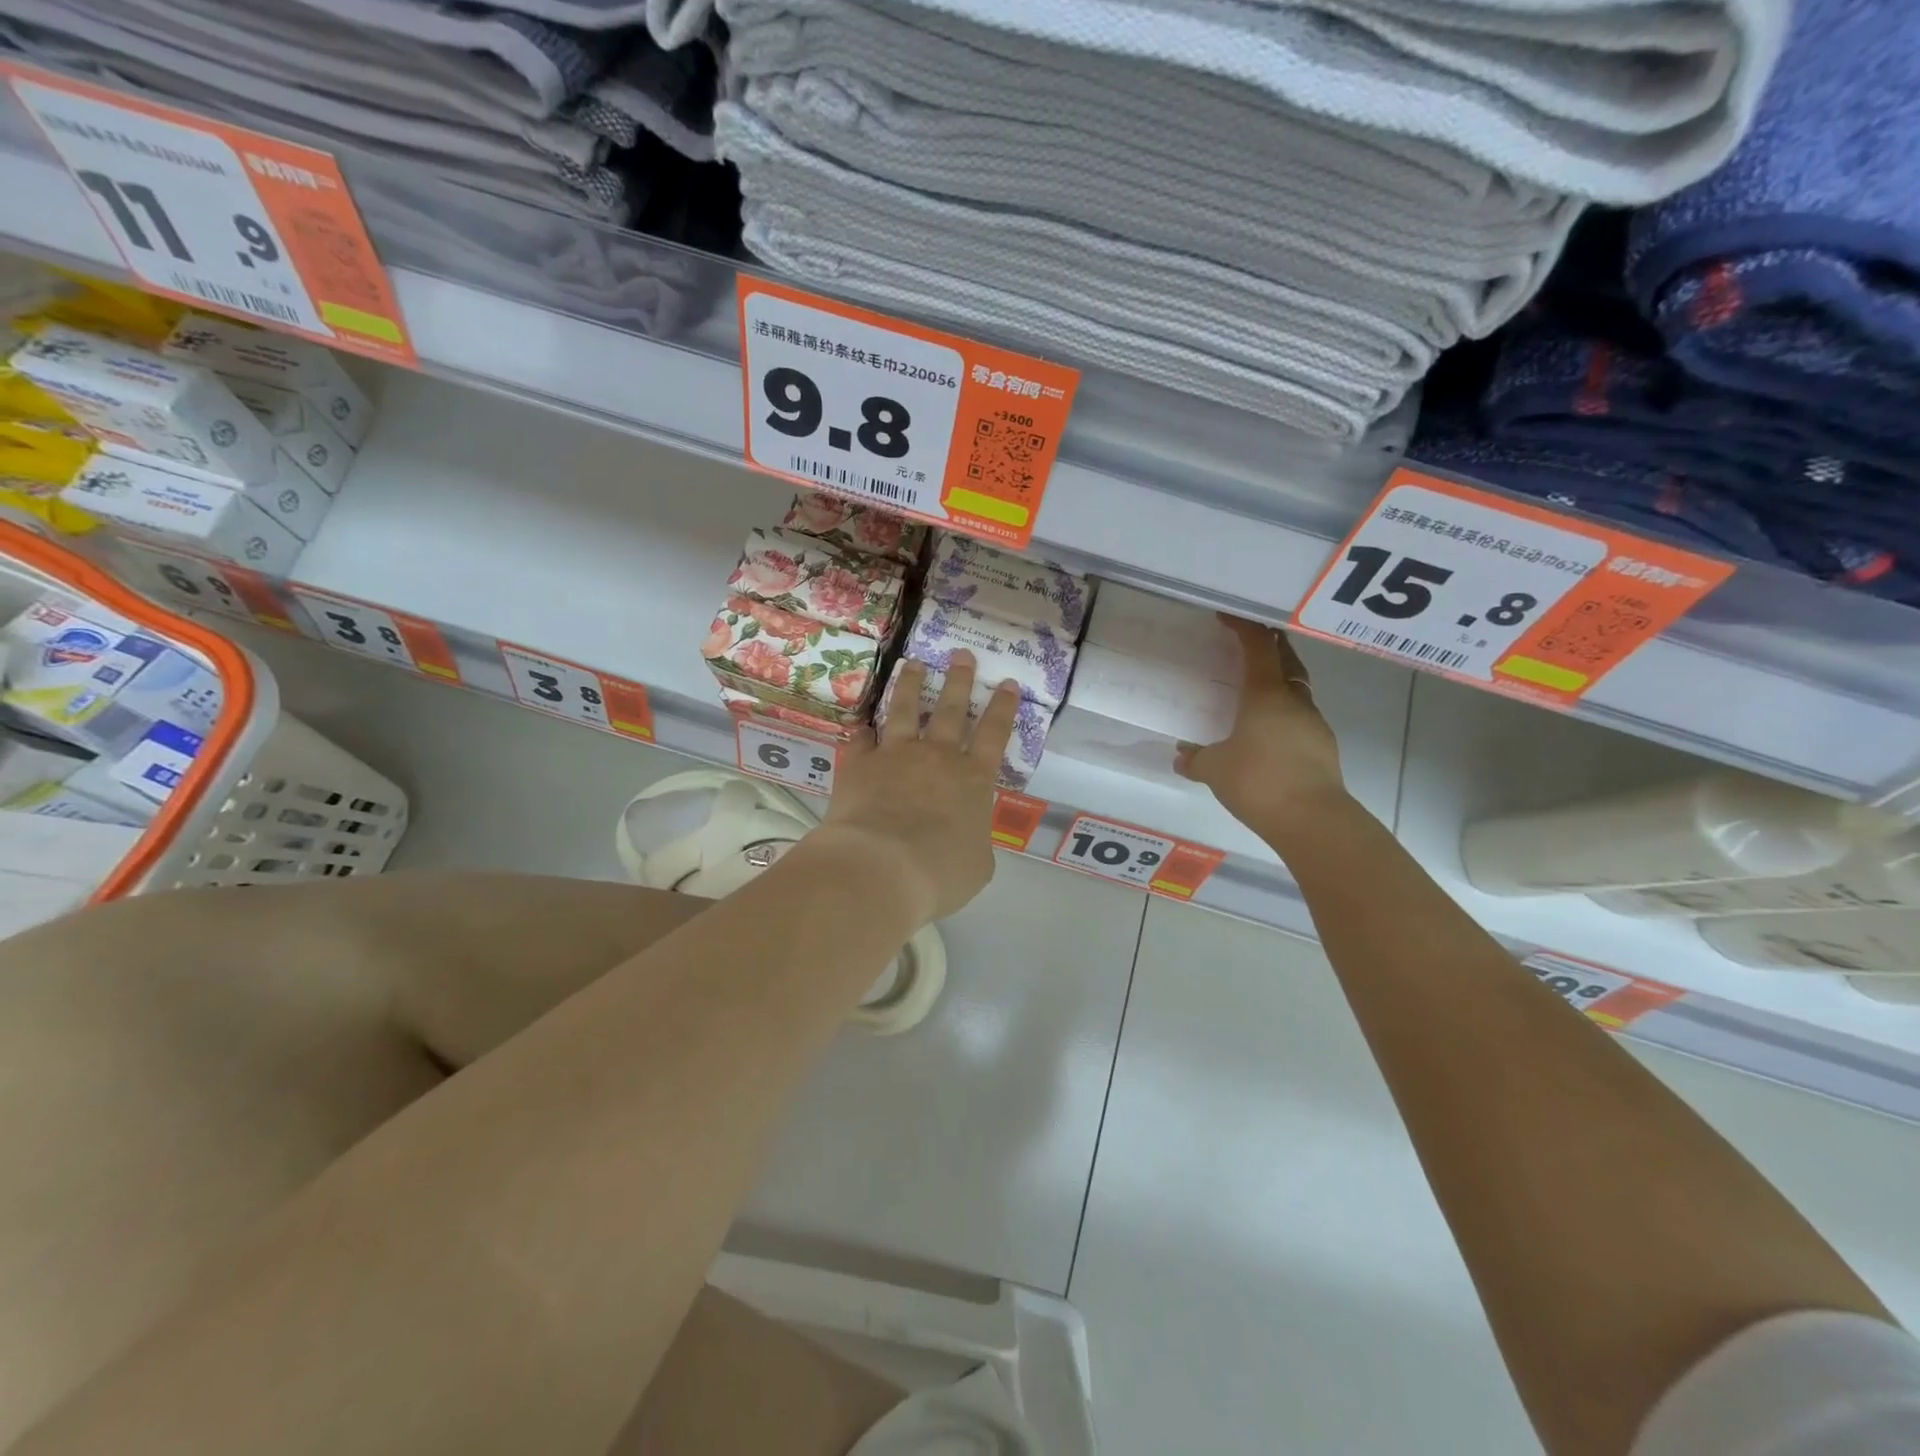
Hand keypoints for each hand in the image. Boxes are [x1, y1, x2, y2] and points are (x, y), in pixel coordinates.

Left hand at [812, 650, 1019, 926]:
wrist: (881, 868)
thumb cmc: (939, 873)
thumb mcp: (977, 865)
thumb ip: (975, 840)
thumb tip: (966, 835)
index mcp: (973, 779)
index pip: (993, 734)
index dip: (1002, 708)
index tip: (1007, 682)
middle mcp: (936, 757)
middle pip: (950, 710)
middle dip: (958, 680)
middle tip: (961, 654)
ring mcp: (895, 756)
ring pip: (903, 710)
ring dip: (910, 685)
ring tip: (913, 663)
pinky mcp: (859, 765)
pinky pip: (860, 739)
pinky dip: (861, 730)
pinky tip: (860, 722)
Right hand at [1175, 616, 1351, 844]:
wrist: (1312, 819)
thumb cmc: (1258, 781)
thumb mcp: (1215, 770)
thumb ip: (1196, 759)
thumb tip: (1182, 756)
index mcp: (1266, 695)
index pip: (1258, 648)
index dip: (1244, 628)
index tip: (1227, 618)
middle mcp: (1294, 701)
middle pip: (1287, 660)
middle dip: (1271, 646)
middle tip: (1251, 642)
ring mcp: (1314, 723)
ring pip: (1298, 689)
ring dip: (1281, 680)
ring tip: (1258, 689)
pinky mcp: (1323, 747)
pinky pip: (1301, 717)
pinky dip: (1286, 713)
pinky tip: (1270, 731)